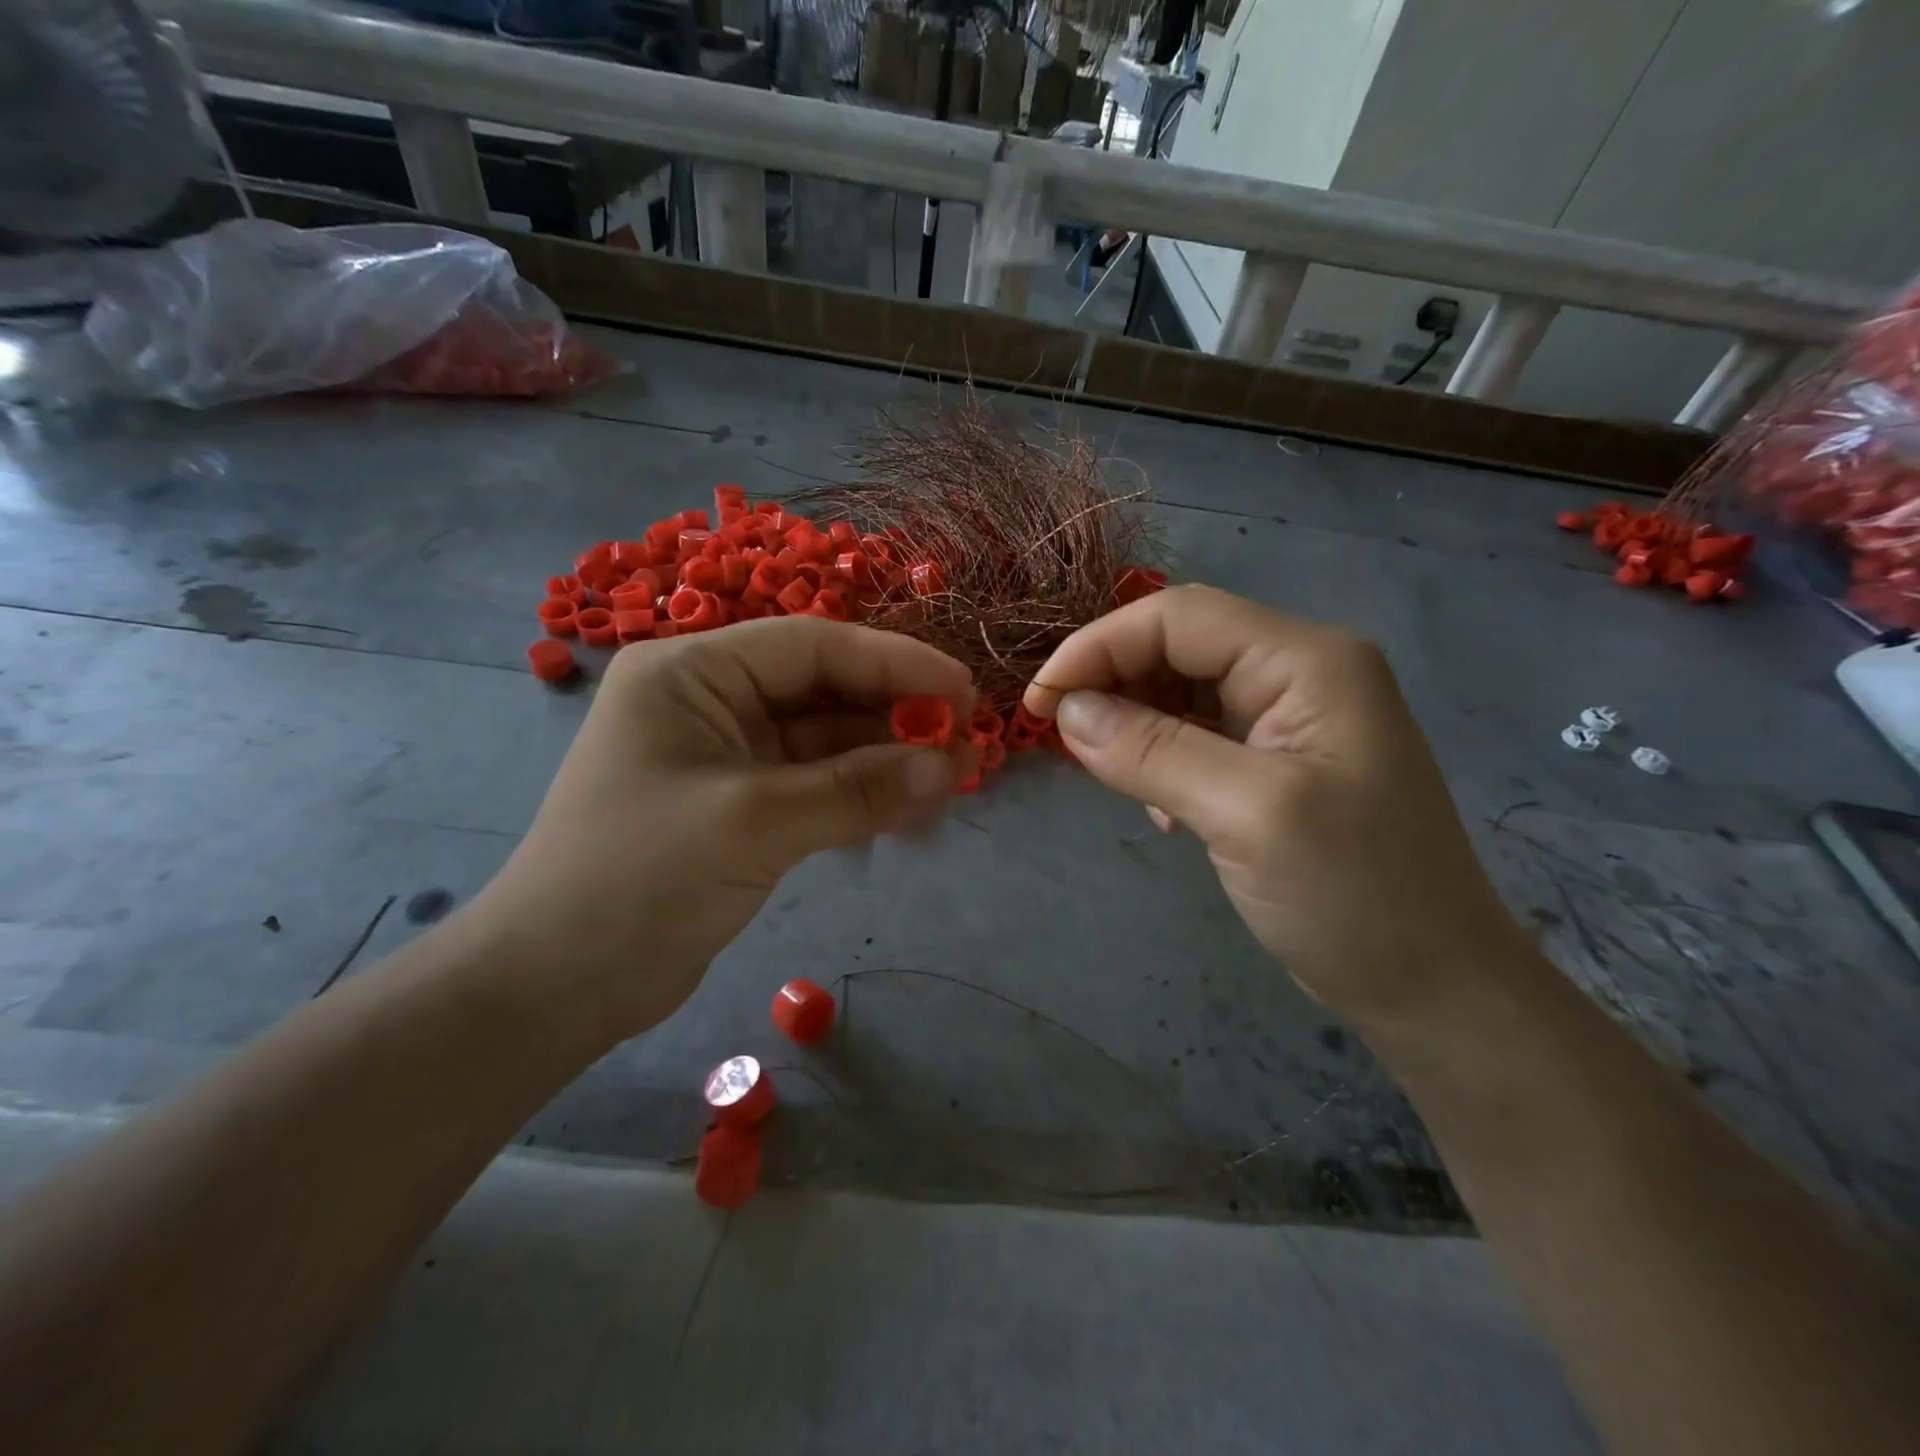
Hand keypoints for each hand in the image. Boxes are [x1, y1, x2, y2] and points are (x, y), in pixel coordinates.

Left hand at [466, 618, 973, 1048]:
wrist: (555, 985)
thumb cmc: (638, 878)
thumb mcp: (754, 823)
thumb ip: (857, 789)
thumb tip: (952, 765)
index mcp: (692, 672)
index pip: (811, 646)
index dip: (894, 662)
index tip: (963, 688)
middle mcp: (709, 701)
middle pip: (823, 691)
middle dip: (894, 715)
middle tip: (967, 742)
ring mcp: (726, 756)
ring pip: (824, 742)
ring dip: (884, 760)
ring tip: (952, 779)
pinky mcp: (740, 807)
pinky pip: (814, 785)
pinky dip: (859, 796)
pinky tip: (908, 810)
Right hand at [1023, 586, 1524, 1026]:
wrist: (1435, 990)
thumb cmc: (1355, 896)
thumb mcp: (1247, 814)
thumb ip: (1151, 751)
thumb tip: (1067, 712)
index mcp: (1306, 660)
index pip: (1178, 617)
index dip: (1098, 646)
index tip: (1039, 701)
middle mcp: (1299, 672)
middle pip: (1179, 646)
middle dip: (1112, 681)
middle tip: (1062, 736)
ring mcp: (1289, 720)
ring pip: (1182, 691)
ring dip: (1133, 723)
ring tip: (1108, 774)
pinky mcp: (1276, 763)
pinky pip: (1197, 735)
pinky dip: (1159, 758)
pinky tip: (1158, 807)